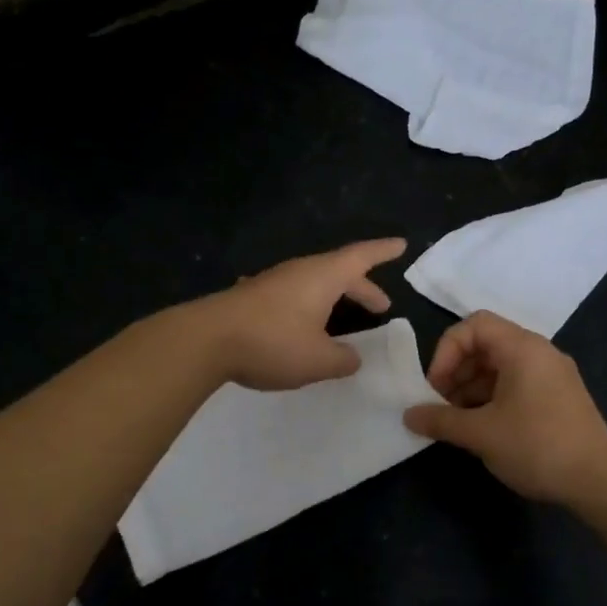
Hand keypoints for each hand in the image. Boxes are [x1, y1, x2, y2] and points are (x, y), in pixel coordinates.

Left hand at [197, 238, 407, 390]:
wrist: (205, 340)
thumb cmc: (272, 343)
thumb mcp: (318, 360)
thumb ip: (343, 359)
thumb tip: (353, 358)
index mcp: (323, 277)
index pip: (362, 256)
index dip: (384, 251)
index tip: (401, 245)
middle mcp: (299, 272)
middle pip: (339, 272)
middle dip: (363, 289)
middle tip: (381, 306)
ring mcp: (272, 282)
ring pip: (313, 284)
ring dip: (333, 298)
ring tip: (341, 318)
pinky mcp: (251, 298)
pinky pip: (291, 296)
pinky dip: (306, 307)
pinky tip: (298, 323)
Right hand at [404, 312, 606, 501]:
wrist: (599, 479)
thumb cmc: (536, 446)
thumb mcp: (481, 434)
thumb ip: (440, 420)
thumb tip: (408, 416)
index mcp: (522, 348)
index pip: (474, 325)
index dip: (446, 351)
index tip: (436, 386)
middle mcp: (539, 353)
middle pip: (486, 345)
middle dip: (456, 372)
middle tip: (440, 406)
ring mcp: (552, 375)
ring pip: (500, 367)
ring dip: (471, 389)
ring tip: (457, 423)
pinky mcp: (558, 397)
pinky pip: (517, 384)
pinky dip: (493, 399)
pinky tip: (482, 429)